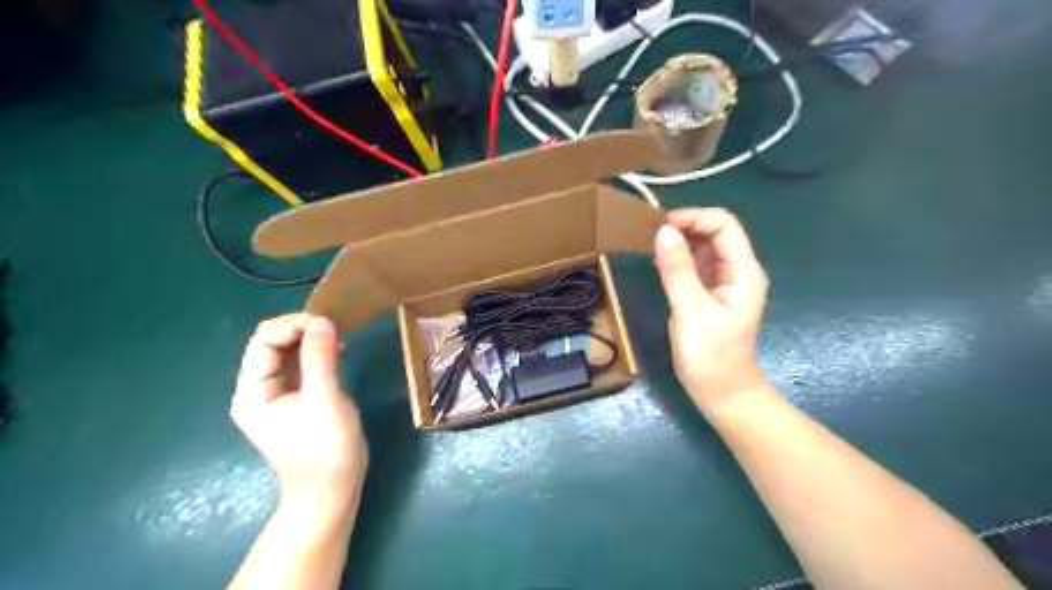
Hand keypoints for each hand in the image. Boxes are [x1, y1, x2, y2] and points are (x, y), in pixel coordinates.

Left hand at [231, 315, 367, 511]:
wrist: (331, 490)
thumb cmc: (326, 450)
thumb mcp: (324, 400)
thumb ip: (320, 359)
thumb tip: (322, 321)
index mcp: (253, 392)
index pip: (263, 341)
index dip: (293, 326)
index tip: (327, 325)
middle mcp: (258, 389)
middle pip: (272, 343)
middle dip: (302, 330)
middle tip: (336, 331)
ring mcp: (276, 394)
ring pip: (287, 352)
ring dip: (311, 339)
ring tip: (339, 340)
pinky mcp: (296, 398)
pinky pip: (300, 364)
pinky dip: (316, 352)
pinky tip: (336, 352)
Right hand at [656, 207, 770, 413]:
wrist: (722, 394)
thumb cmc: (711, 358)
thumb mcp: (691, 312)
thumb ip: (678, 270)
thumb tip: (663, 231)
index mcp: (743, 272)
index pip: (724, 225)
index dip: (694, 217)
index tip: (662, 226)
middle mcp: (738, 271)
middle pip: (715, 232)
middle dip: (685, 227)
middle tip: (651, 236)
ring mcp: (725, 282)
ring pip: (704, 247)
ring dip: (680, 241)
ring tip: (652, 246)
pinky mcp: (711, 293)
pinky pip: (696, 265)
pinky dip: (679, 259)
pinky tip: (660, 262)